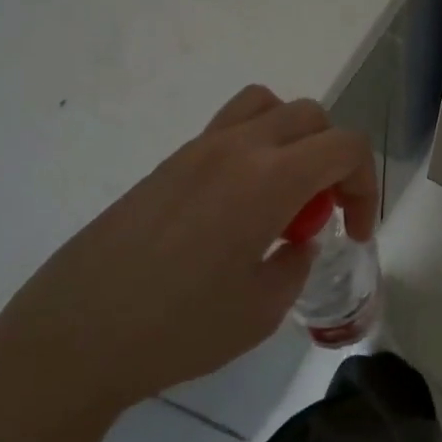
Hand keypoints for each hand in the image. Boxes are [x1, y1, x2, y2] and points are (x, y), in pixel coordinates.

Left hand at [0, 87, 376, 441]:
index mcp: (268, 179)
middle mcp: (236, 147)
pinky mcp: (167, 164)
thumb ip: (296, 264)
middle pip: (310, 116)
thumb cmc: (177, 330)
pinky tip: (233, 211)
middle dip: (333, 159)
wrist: (75, 335)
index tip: (353, 232)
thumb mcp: (261, 310)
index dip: (366, 185)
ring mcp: (196, 149)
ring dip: (290, 140)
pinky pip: (226, 130)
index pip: (345, 146)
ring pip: (264, 106)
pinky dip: (252, 151)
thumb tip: (297, 242)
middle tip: (319, 214)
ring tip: (279, 195)